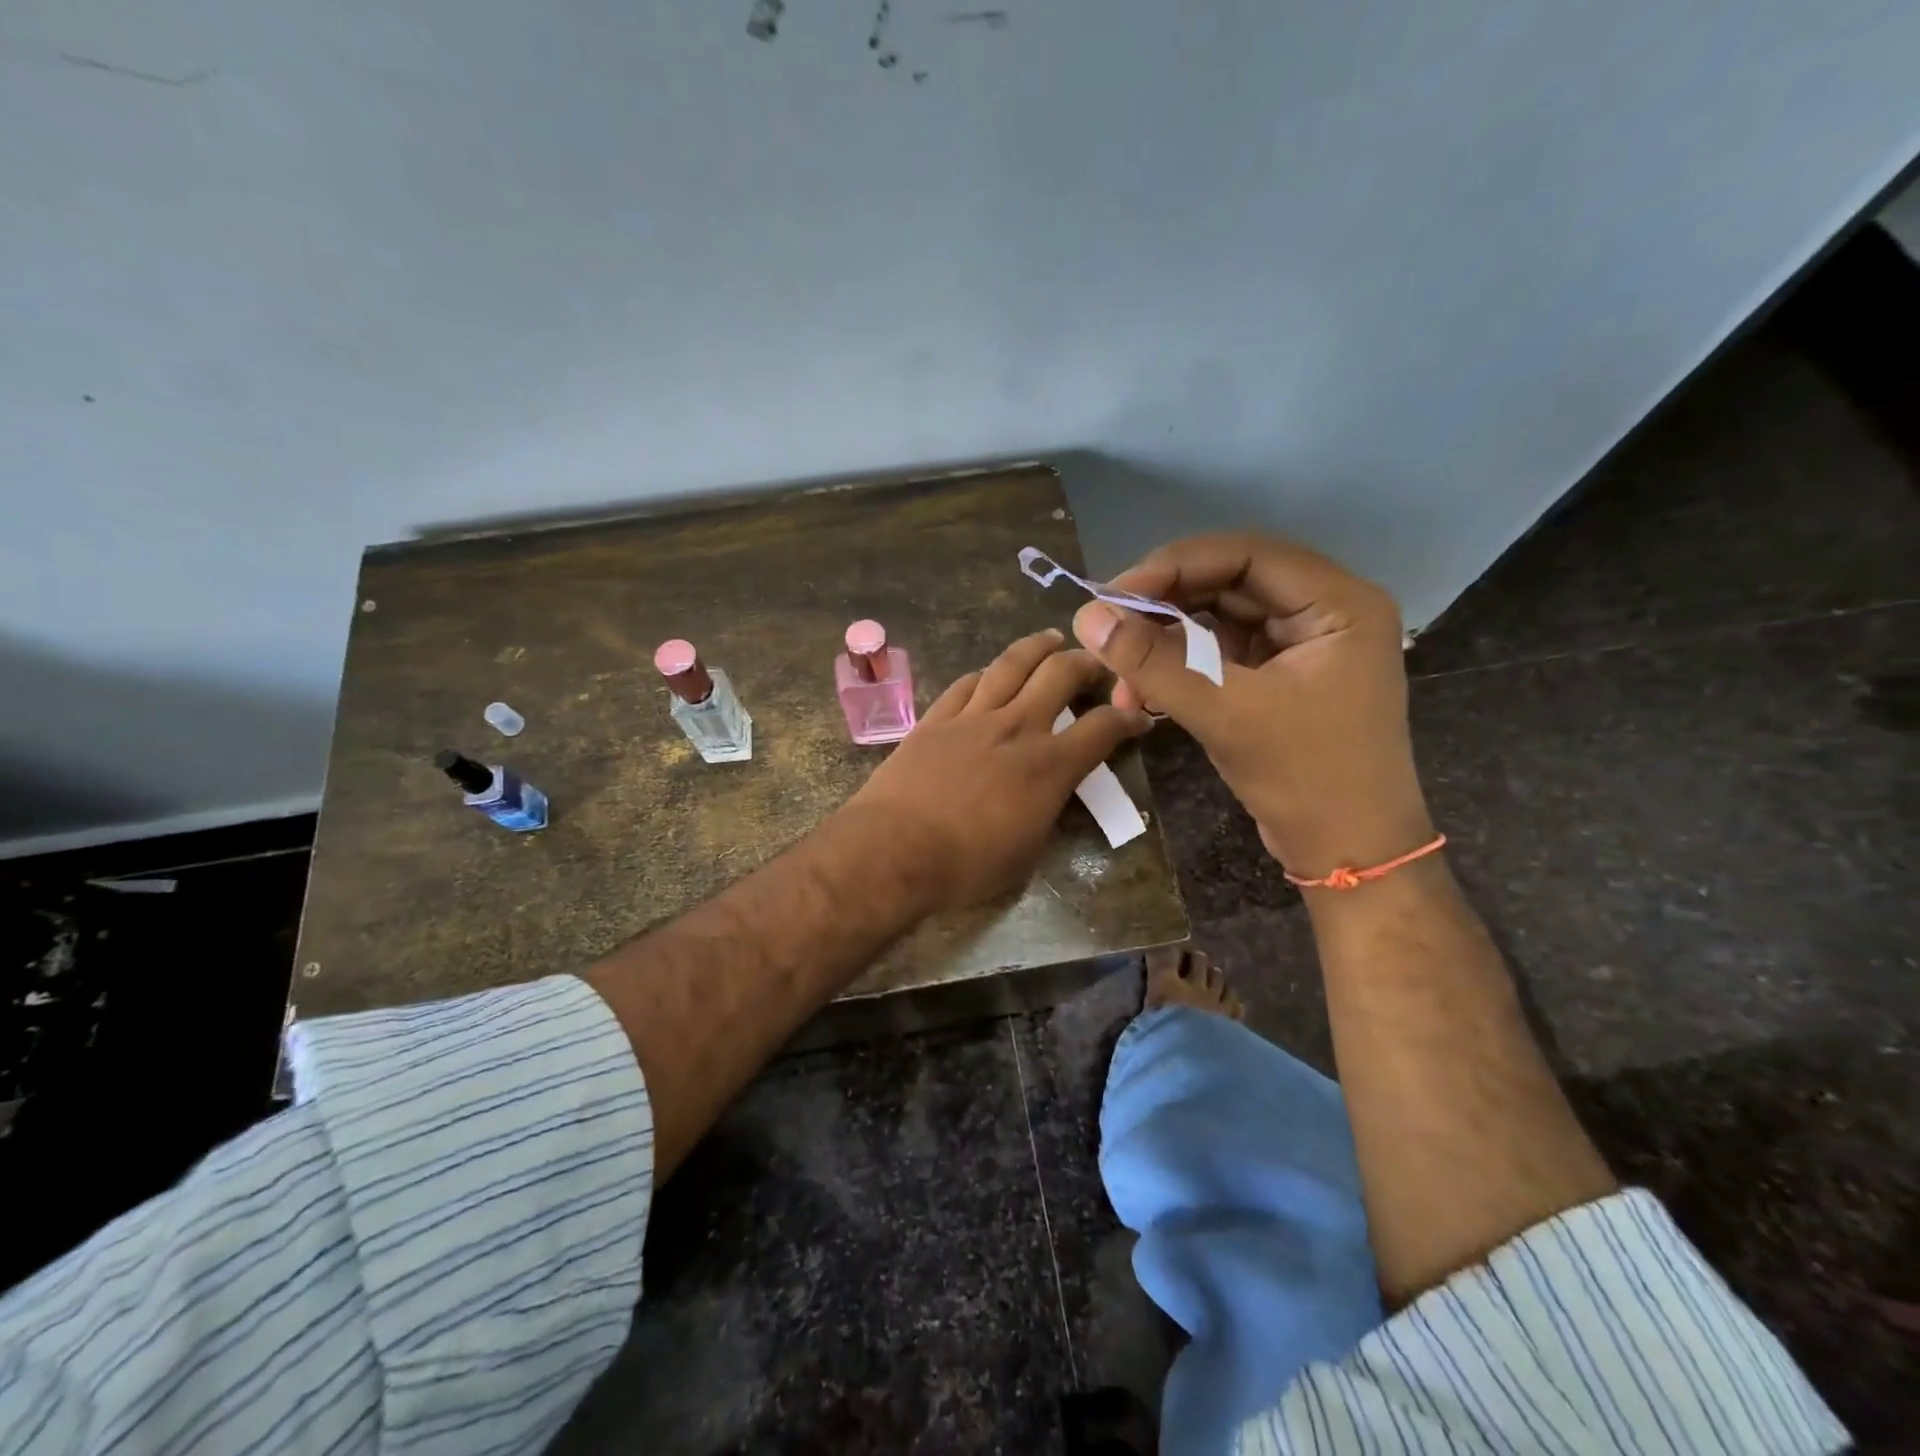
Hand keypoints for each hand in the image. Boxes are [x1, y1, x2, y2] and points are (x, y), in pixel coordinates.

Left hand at [841, 629, 1152, 913]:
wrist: (893, 850)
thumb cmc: (966, 866)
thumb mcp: (1027, 852)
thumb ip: (1047, 811)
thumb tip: (1050, 794)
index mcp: (1049, 766)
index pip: (1102, 728)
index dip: (1128, 718)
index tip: (1138, 715)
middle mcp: (1016, 727)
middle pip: (1060, 674)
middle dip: (1086, 662)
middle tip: (1096, 661)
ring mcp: (972, 717)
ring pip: (1011, 665)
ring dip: (1036, 648)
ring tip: (1049, 639)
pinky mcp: (935, 719)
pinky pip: (966, 684)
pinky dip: (985, 674)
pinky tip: (989, 673)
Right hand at [1071, 534, 1431, 879]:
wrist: (1348, 855)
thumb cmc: (1306, 779)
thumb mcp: (1225, 714)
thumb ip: (1153, 662)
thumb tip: (1085, 616)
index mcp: (1337, 604)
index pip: (1245, 556)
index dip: (1174, 567)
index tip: (1113, 596)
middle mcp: (1323, 611)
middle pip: (1228, 584)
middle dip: (1163, 608)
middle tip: (1107, 630)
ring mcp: (1302, 645)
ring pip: (1219, 620)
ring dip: (1165, 643)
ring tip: (1122, 675)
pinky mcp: (1280, 676)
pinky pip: (1220, 653)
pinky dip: (1180, 667)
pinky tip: (1143, 690)